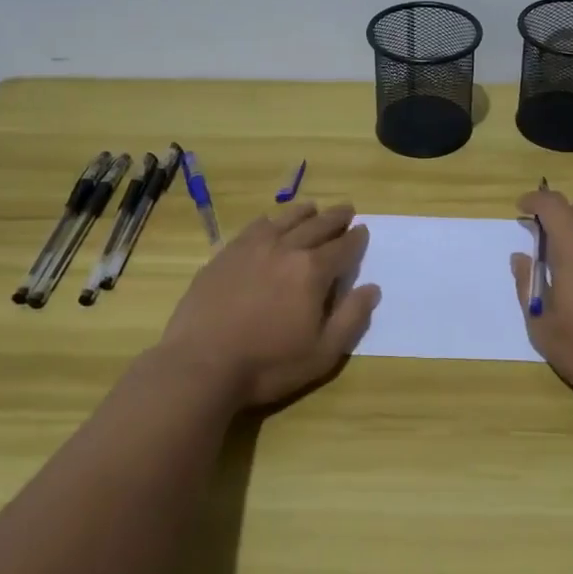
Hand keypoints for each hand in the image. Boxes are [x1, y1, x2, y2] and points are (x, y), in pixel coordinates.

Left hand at [157, 202, 380, 410]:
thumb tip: (372, 288)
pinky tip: (269, 223)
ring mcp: (252, 248)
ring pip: (285, 220)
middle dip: (335, 218)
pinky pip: (253, 228)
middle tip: (347, 210)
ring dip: (304, 213)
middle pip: (317, 226)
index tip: (363, 231)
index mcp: (312, 271)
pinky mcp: (225, 254)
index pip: (343, 247)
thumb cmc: (268, 364)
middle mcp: (285, 249)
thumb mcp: (322, 353)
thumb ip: (351, 318)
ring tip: (313, 208)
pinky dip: (269, 221)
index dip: (356, 239)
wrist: (201, 365)